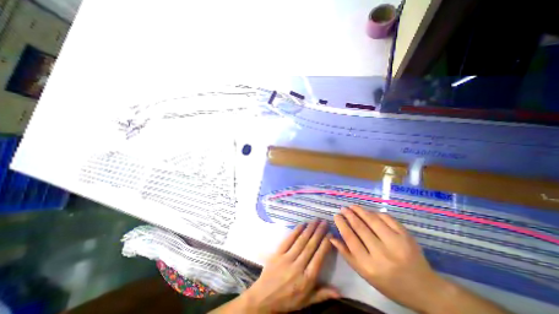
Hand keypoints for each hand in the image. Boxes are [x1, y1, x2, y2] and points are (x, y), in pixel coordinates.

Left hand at [212, 220, 338, 313]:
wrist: (264, 298)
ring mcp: (287, 258)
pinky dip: (295, 231)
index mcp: (307, 279)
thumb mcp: (306, 301)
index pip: (319, 257)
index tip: (330, 234)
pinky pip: (288, 240)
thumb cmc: (287, 300)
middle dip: (319, 233)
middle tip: (324, 222)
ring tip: (315, 220)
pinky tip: (302, 224)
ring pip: (301, 241)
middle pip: (310, 246)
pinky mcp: (278, 253)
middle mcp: (298, 266)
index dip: (325, 245)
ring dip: (309, 229)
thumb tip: (340, 292)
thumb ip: (323, 294)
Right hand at [331, 206, 445, 310]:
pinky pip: (387, 218)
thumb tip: (332, 237)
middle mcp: (382, 254)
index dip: (341, 224)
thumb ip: (347, 254)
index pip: (350, 238)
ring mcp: (396, 243)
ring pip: (372, 220)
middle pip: (360, 227)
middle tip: (343, 209)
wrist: (425, 289)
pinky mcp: (407, 236)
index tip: (336, 216)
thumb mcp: (365, 273)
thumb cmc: (389, 283)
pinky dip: (376, 213)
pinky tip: (369, 212)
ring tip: (352, 206)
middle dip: (349, 215)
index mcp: (369, 266)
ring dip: (360, 210)